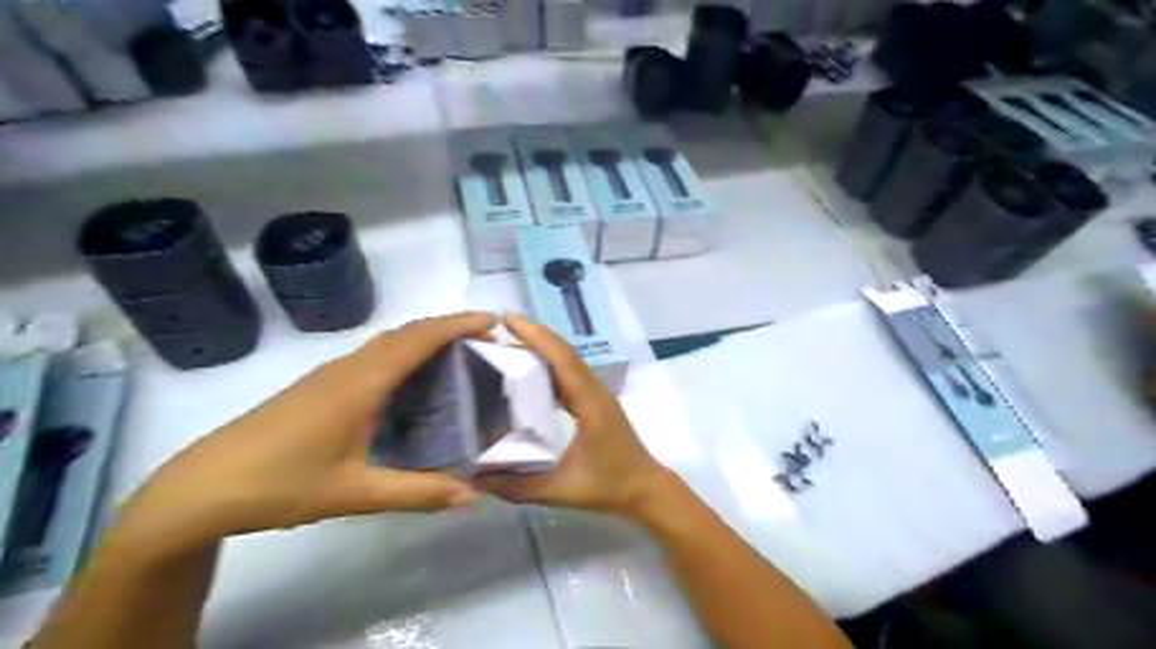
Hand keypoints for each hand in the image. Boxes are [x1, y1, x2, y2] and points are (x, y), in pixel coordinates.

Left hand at [113, 312, 490, 550]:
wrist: (202, 487)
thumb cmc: (280, 484)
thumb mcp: (355, 494)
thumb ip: (417, 493)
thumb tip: (472, 496)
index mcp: (361, 384)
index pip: (418, 339)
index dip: (457, 324)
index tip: (492, 321)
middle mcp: (349, 368)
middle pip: (406, 332)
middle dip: (449, 326)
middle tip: (486, 337)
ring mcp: (331, 374)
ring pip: (388, 341)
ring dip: (426, 336)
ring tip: (459, 352)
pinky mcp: (319, 385)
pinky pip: (374, 354)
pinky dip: (405, 351)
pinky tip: (412, 379)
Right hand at [480, 314, 675, 517]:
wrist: (645, 488)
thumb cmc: (608, 486)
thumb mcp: (561, 491)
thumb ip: (518, 488)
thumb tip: (476, 479)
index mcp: (589, 402)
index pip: (561, 359)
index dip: (535, 336)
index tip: (506, 319)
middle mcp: (594, 390)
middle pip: (563, 352)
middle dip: (532, 335)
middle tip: (497, 329)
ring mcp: (596, 394)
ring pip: (567, 360)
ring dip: (541, 347)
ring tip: (507, 344)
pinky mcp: (595, 401)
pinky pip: (569, 374)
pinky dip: (548, 364)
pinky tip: (528, 371)